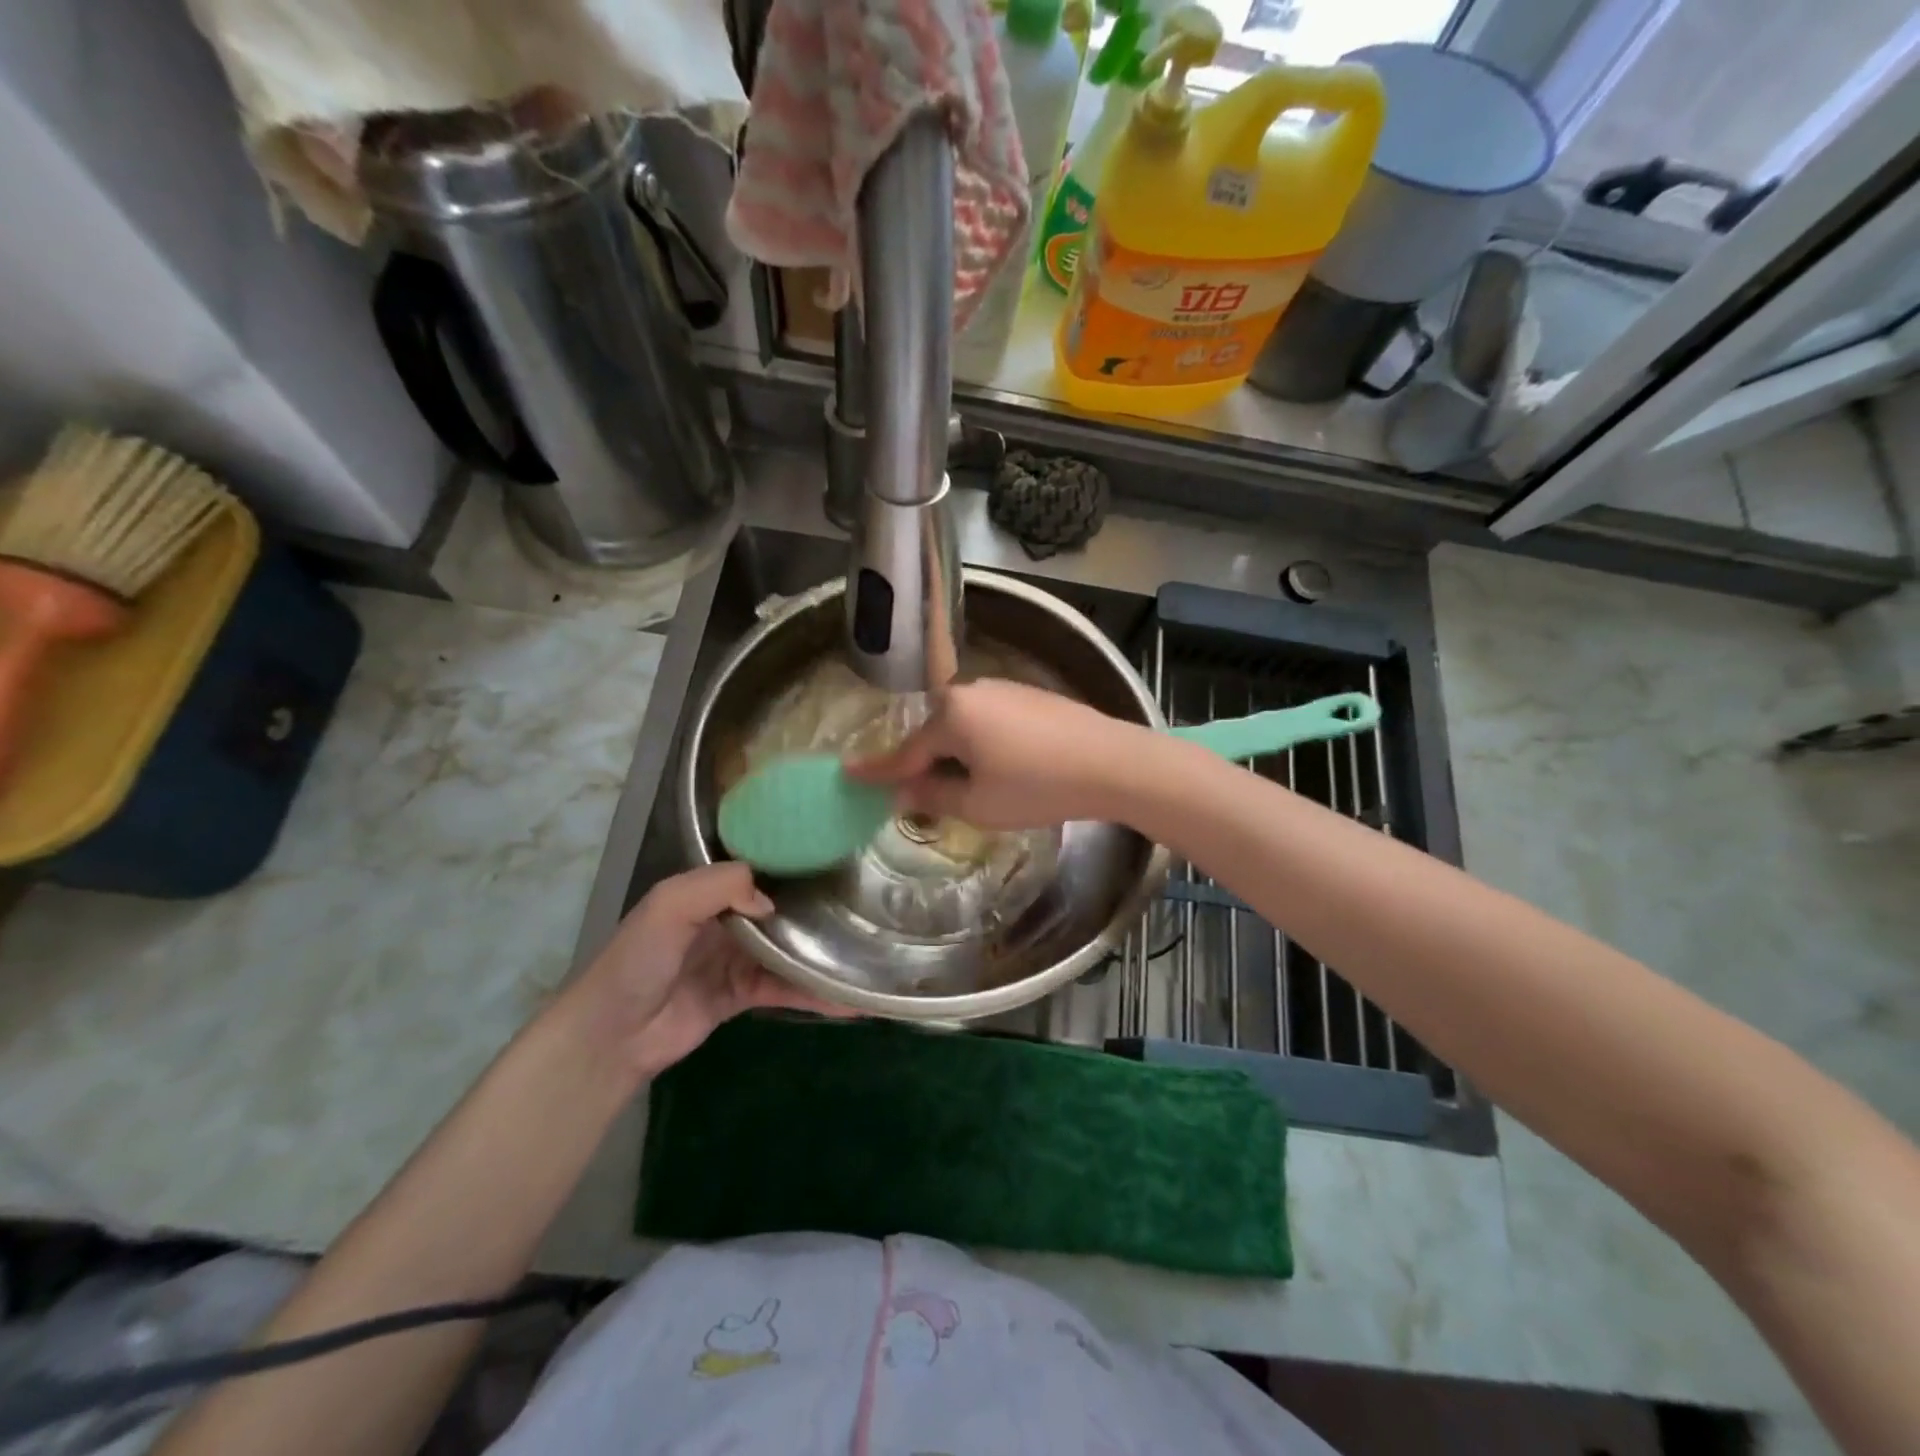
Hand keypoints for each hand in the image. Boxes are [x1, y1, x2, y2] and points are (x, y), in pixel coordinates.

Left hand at [564, 863, 847, 1082]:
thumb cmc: (638, 960)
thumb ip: (720, 887)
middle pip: (780, 909)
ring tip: (867, 953)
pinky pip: (785, 989)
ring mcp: (736, 959)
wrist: (611, 1035)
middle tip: (866, 903)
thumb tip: (774, 903)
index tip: (837, 859)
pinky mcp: (742, 996)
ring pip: (788, 950)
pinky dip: (815, 994)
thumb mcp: (670, 905)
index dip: (794, 865)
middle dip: (816, 907)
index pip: (759, 870)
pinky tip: (850, 1000)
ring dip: (821, 954)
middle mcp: (726, 920)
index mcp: (708, 891)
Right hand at [846, 679, 1144, 830]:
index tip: (847, 773)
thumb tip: (902, 790)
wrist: (1112, 762)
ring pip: (962, 727)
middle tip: (921, 796)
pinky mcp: (1028, 694)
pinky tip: (1004, 767)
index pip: (905, 752)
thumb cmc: (1038, 787)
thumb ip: (932, 795)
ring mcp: (1002, 689)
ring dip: (957, 755)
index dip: (877, 770)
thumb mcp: (978, 804)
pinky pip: (989, 721)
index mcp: (951, 715)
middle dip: (926, 765)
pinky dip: (983, 743)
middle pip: (934, 735)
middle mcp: (970, 692)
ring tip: (970, 788)